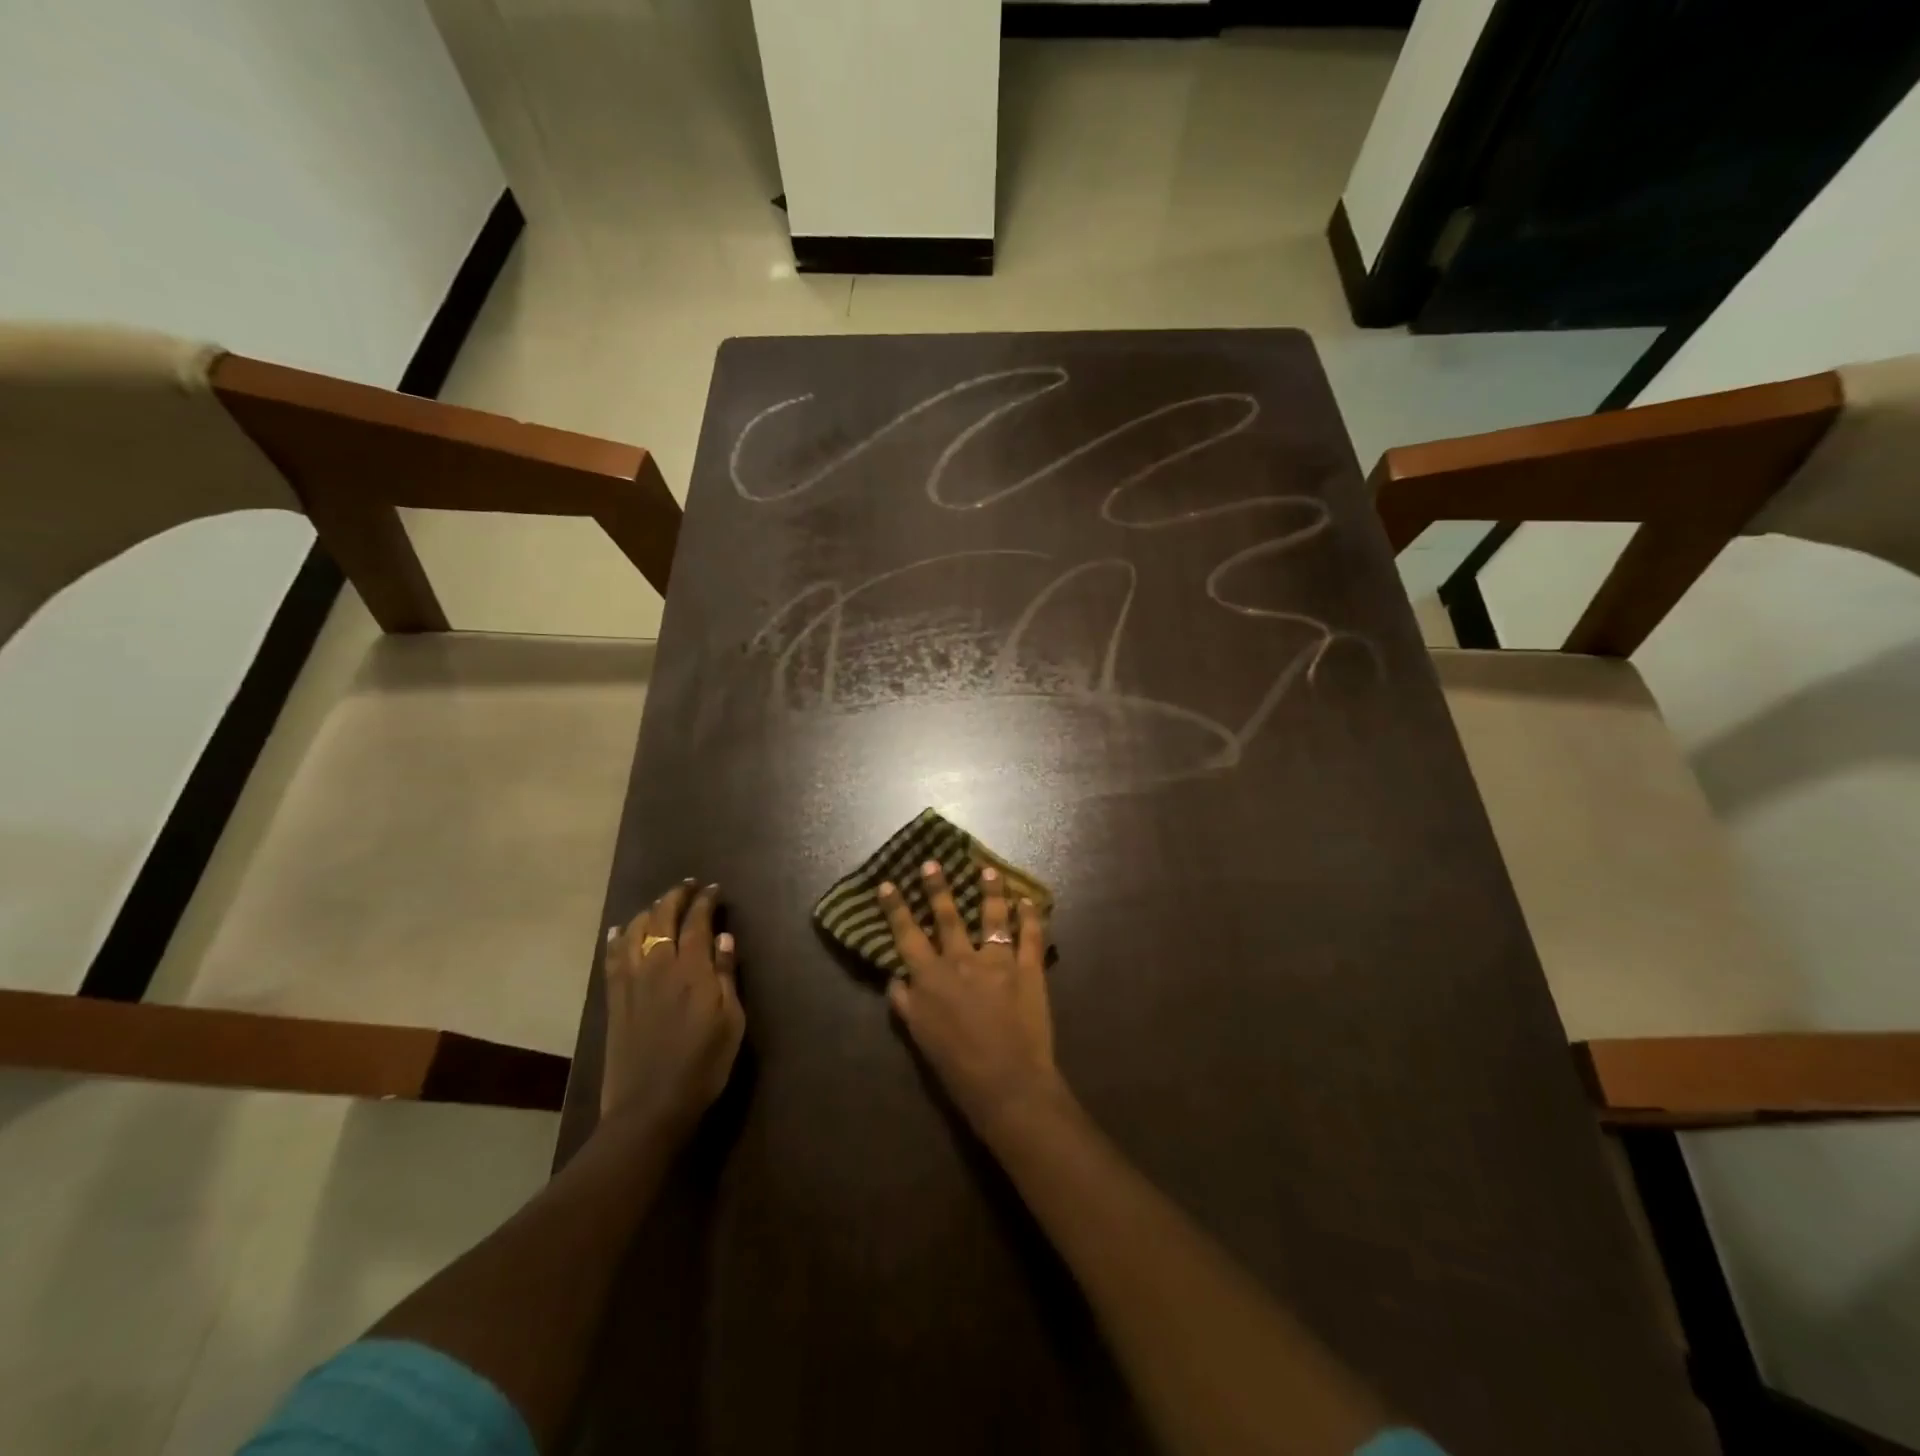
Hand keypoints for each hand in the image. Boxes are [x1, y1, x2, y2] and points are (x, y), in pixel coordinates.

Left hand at [601, 880, 744, 1131]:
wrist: (650, 1107)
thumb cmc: (703, 1064)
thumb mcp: (731, 1021)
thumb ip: (727, 975)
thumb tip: (724, 937)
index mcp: (693, 970)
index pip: (698, 921)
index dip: (706, 901)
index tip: (714, 889)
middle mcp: (659, 966)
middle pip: (663, 918)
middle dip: (676, 896)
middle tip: (689, 885)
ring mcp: (632, 981)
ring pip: (636, 931)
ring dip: (649, 911)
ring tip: (660, 904)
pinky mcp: (615, 999)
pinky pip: (613, 958)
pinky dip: (618, 938)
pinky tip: (621, 929)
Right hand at [879, 860, 1065, 1141]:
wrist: (1008, 1085)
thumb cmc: (957, 1067)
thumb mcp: (919, 1037)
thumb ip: (905, 1003)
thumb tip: (896, 976)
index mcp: (932, 978)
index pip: (908, 935)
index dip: (896, 909)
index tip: (888, 884)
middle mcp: (963, 961)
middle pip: (948, 916)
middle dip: (938, 888)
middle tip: (933, 863)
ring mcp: (999, 962)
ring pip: (993, 917)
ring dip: (990, 891)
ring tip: (988, 870)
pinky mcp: (1030, 970)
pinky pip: (1031, 935)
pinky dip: (1030, 915)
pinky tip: (1028, 900)